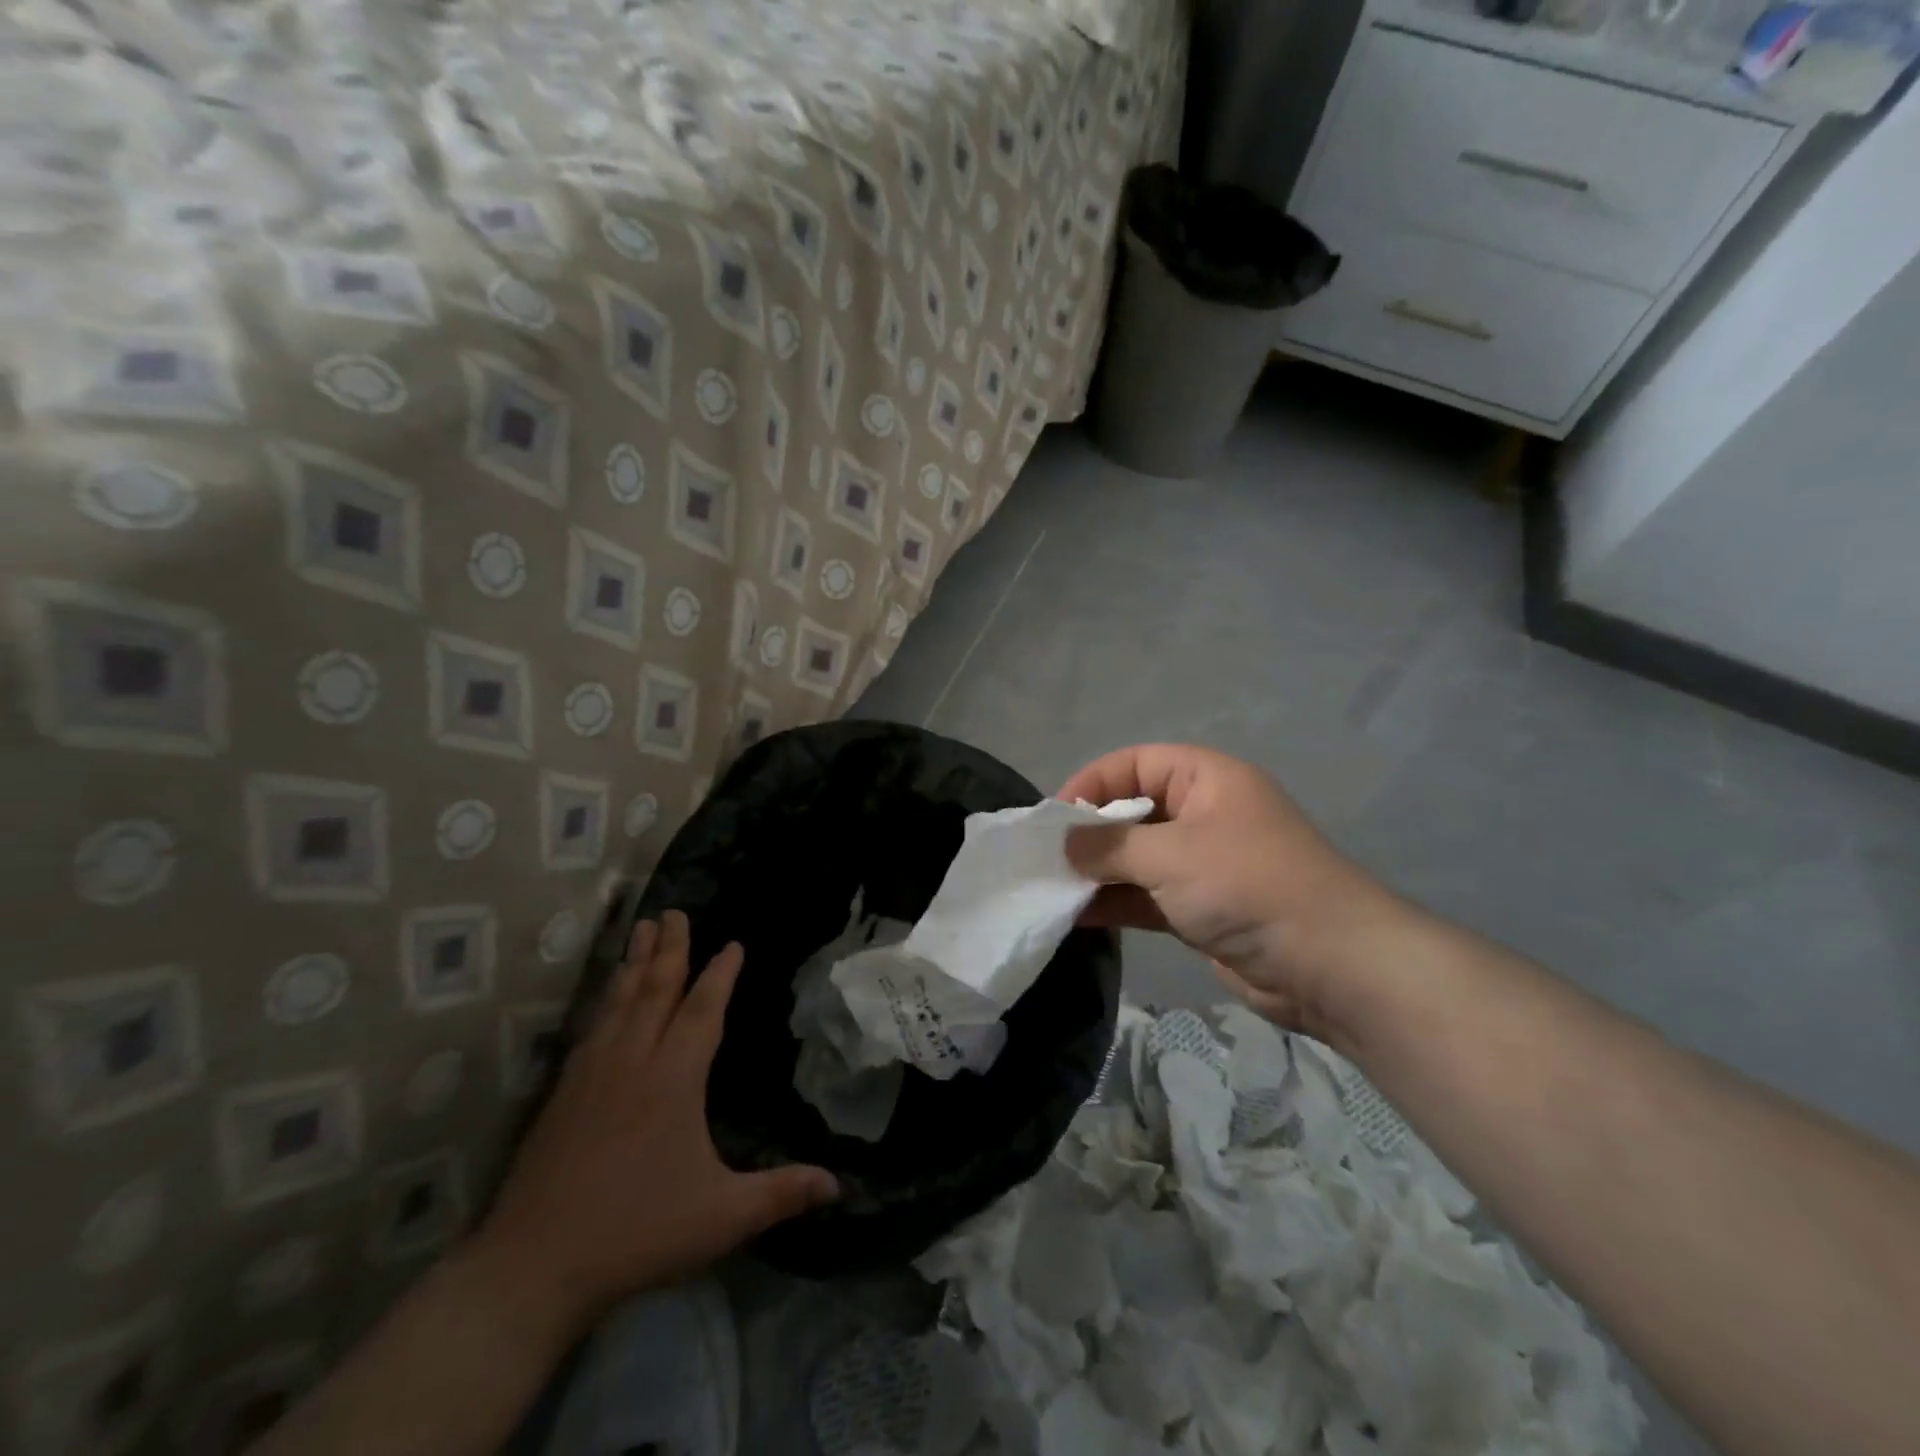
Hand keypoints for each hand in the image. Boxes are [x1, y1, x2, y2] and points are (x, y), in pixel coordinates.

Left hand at [470, 911, 837, 1332]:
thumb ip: (781, 1193)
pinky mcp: (563, 1093)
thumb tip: (840, 1185)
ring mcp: (591, 1074)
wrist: (531, 1267)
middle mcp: (633, 1062)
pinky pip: (592, 1026)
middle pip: (655, 990)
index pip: (702, 1010)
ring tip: (643, 929)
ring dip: (635, 962)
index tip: (732, 943)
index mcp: (674, 1079)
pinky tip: (606, 997)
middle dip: (671, 948)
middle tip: (676, 911)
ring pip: (619, 1001)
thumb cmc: (636, 1233)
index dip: (720, 974)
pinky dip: (605, 998)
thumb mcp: (721, 1217)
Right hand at [1061, 745, 1411, 1039]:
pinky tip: (1076, 915)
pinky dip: (1116, 902)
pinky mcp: (1201, 908)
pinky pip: (1147, 895)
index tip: (1054, 817)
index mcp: (1206, 779)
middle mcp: (1204, 814)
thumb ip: (1109, 846)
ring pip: (1137, 858)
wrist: (1328, 965)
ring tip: (1052, 888)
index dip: (1093, 783)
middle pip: (1133, 810)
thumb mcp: (1170, 855)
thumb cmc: (1246, 885)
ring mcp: (1203, 864)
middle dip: (1090, 833)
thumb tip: (1064, 845)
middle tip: (1047, 857)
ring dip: (1098, 872)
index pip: (1136, 763)